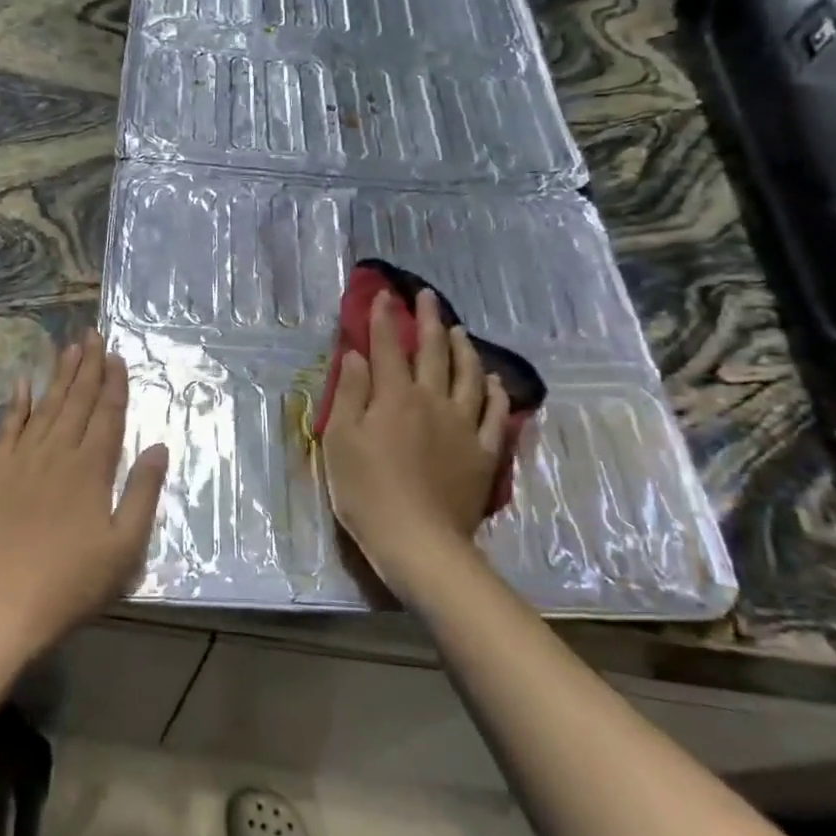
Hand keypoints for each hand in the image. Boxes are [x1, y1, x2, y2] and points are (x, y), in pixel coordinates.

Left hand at [0, 330, 169, 658]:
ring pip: (45, 407)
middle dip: (88, 367)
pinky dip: (16, 404)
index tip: (117, 356)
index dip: (115, 385)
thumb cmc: (70, 583)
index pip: (107, 415)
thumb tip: (159, 446)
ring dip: (59, 376)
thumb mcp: (125, 547)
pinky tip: (22, 384)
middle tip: (92, 334)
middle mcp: (56, 453)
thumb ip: (143, 493)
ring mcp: (20, 461)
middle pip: (76, 402)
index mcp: (90, 469)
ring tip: (68, 348)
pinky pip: (7, 428)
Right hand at [321, 289, 510, 607]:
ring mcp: (463, 425)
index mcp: (394, 397)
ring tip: (459, 330)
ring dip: (463, 348)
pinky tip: (492, 381)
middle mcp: (432, 400)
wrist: (418, 541)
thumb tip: (357, 355)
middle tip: (428, 297)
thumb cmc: (367, 492)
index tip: (384, 294)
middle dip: (428, 320)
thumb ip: (350, 394)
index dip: (384, 318)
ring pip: (468, 375)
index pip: (388, 347)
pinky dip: (493, 392)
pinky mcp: (483, 452)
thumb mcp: (341, 441)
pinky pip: (493, 413)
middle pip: (433, 351)